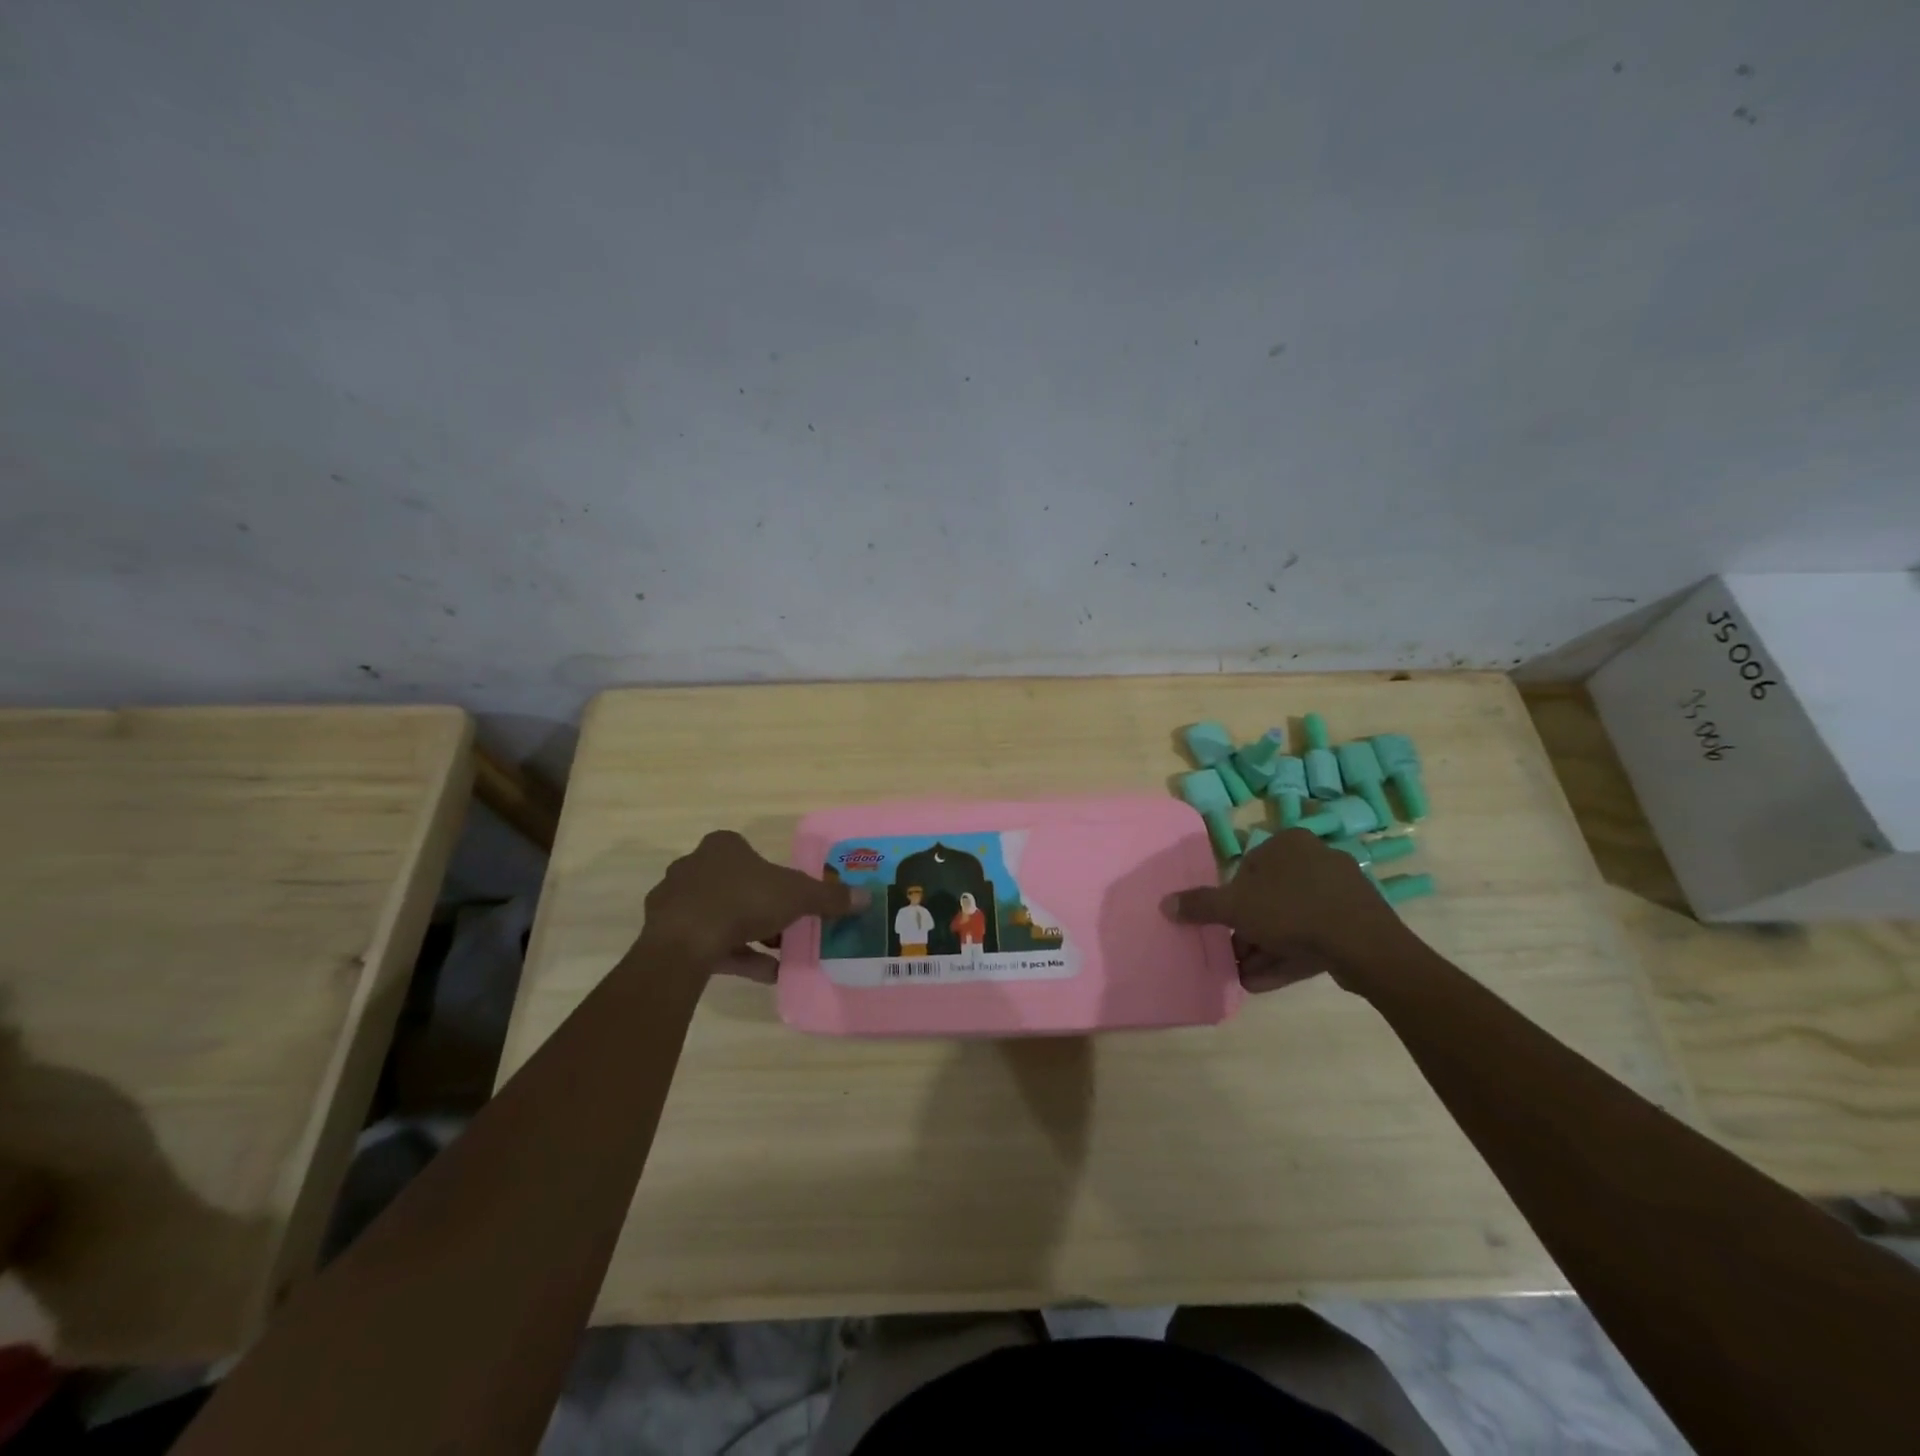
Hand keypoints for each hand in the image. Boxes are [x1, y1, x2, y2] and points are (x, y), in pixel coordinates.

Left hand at [640, 830, 866, 980]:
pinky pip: (706, 942)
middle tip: (786, 929)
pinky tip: (763, 974)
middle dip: (762, 909)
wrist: (685, 942)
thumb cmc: (744, 901)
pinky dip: (734, 955)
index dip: (775, 877)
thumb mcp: (797, 896)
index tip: (792, 899)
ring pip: (720, 915)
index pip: (752, 855)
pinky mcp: (665, 934)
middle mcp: (694, 866)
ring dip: (749, 936)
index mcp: (723, 846)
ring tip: (779, 958)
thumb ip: (829, 897)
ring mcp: (675, 901)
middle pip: (737, 886)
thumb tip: (867, 897)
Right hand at [1162, 828, 1419, 992]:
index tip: (1223, 928)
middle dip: (1247, 932)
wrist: (1364, 945)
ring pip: (1291, 921)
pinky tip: (1265, 983)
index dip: (1231, 901)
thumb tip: (1165, 903)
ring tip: (1243, 977)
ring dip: (1263, 949)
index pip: (1247, 869)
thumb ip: (1199, 905)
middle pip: (1268, 898)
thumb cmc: (1291, 910)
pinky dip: (1288, 956)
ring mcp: (1341, 891)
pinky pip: (1314, 936)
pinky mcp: (1356, 922)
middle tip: (1231, 956)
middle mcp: (1315, 858)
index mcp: (1288, 843)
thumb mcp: (1234, 907)